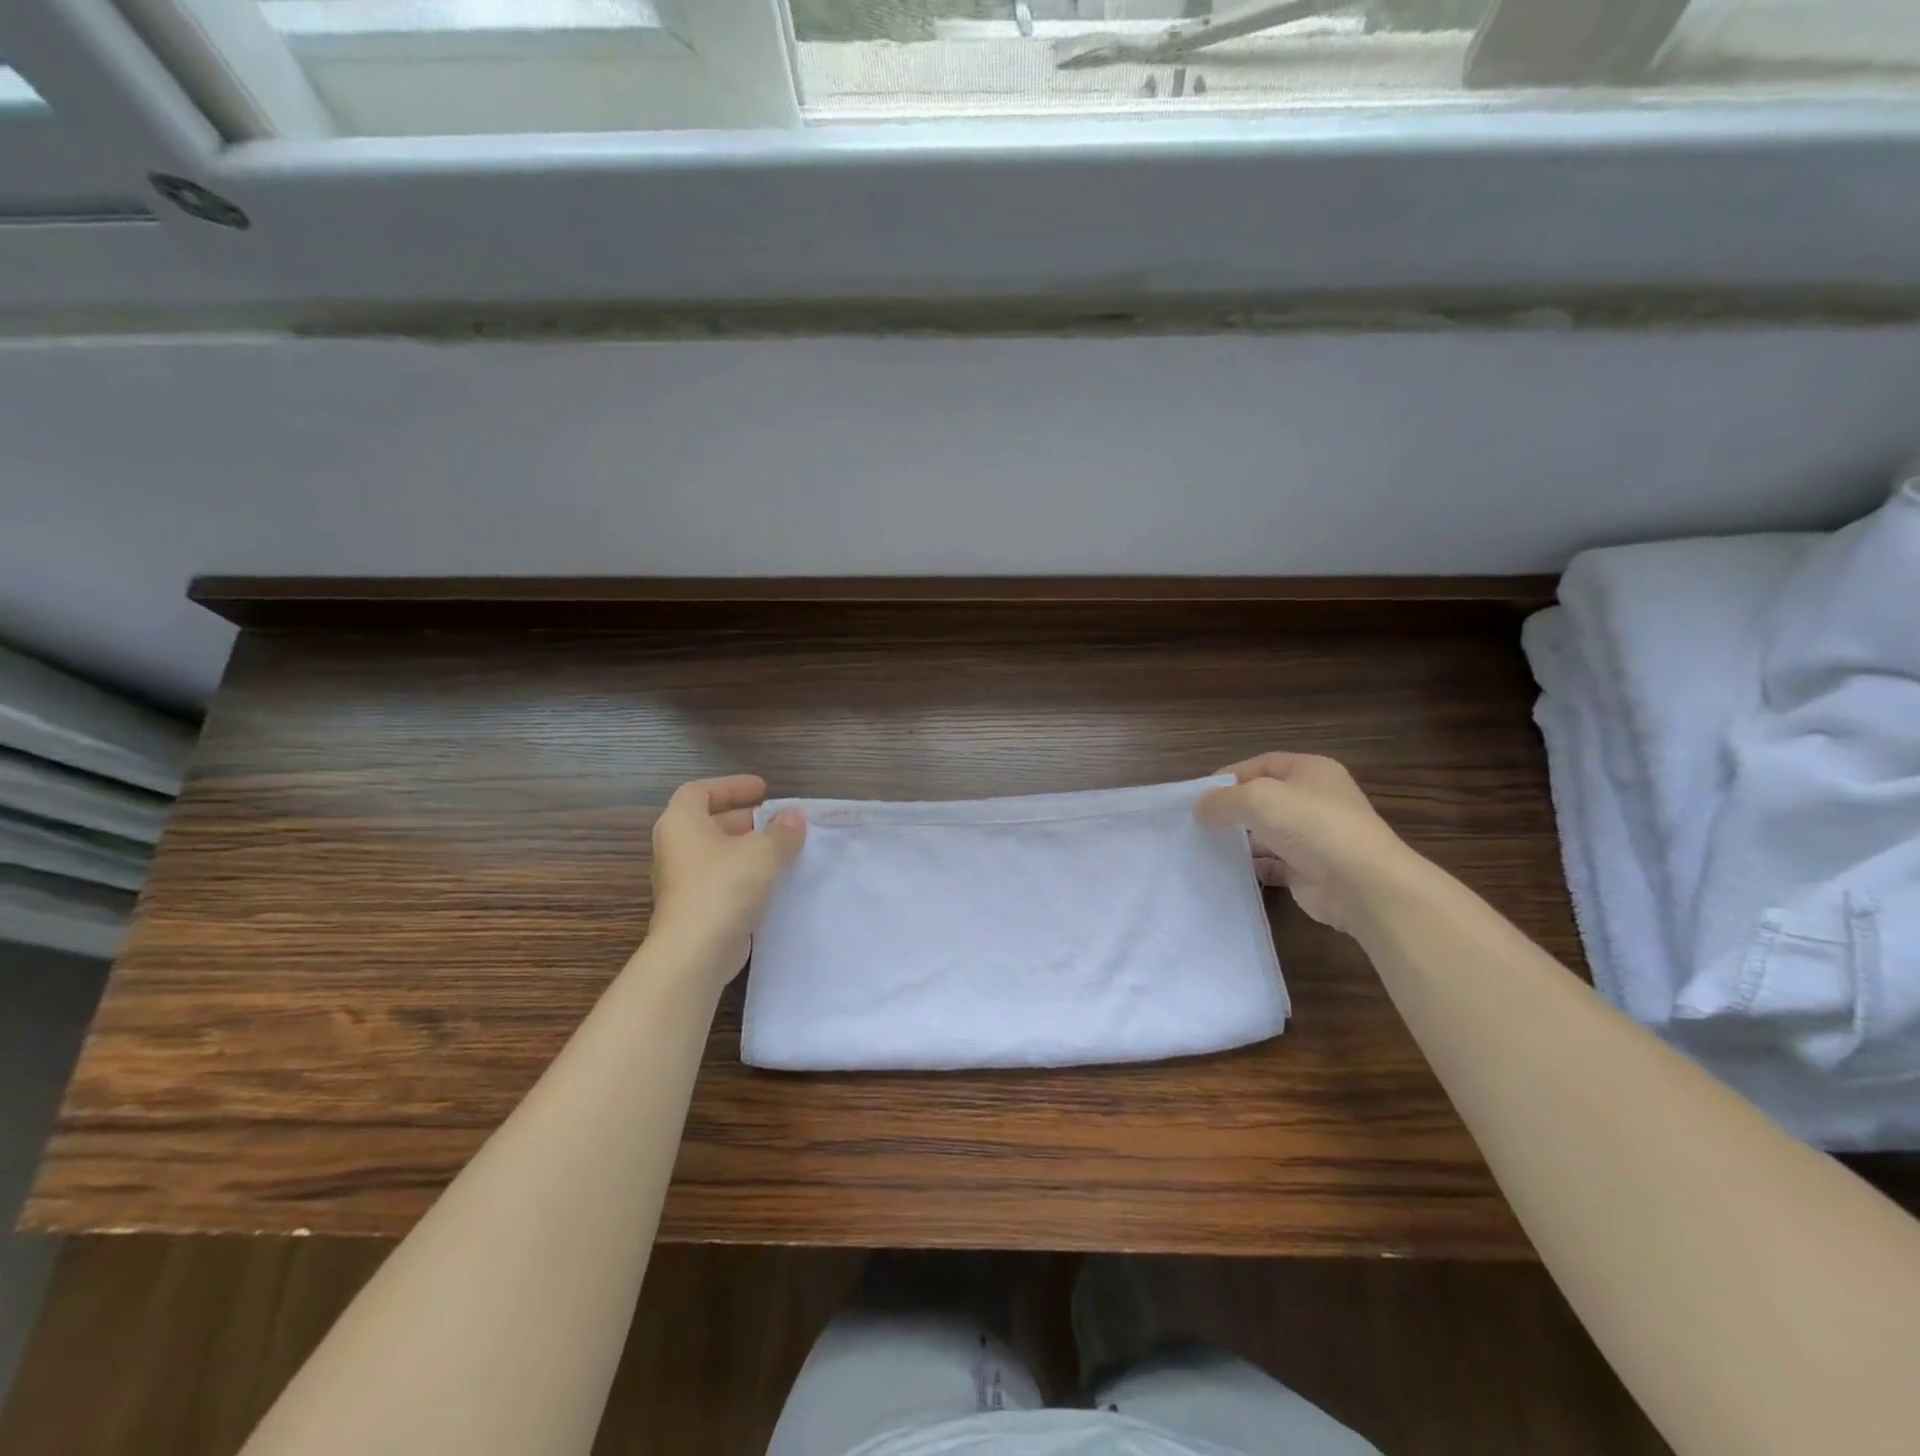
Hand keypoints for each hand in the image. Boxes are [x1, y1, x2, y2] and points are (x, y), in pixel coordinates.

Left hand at [648, 775, 804, 981]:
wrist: (695, 952)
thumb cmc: (724, 887)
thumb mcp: (763, 852)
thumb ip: (782, 832)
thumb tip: (794, 818)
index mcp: (682, 823)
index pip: (700, 791)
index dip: (731, 786)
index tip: (762, 789)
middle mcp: (676, 848)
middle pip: (710, 823)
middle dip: (746, 819)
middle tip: (777, 821)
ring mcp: (682, 882)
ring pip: (718, 855)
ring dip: (748, 849)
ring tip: (782, 850)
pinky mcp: (694, 909)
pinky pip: (721, 881)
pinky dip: (745, 875)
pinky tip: (773, 882)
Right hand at [1198, 752, 1418, 935]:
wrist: (1361, 884)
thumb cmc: (1311, 825)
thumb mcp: (1257, 799)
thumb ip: (1223, 800)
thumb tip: (1199, 808)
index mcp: (1310, 771)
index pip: (1262, 764)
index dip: (1230, 775)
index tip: (1199, 794)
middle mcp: (1315, 800)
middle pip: (1264, 799)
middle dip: (1233, 809)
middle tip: (1198, 821)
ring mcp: (1315, 838)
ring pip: (1267, 833)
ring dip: (1240, 839)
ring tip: (1205, 846)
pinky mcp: (1310, 871)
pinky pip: (1273, 865)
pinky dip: (1252, 867)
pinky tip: (1228, 870)